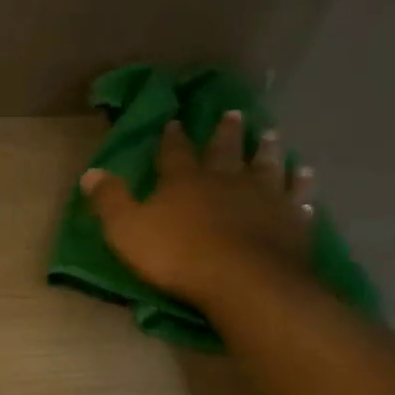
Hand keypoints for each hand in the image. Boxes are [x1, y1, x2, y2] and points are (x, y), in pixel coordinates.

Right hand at [80, 111, 316, 304]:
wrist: (243, 280)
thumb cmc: (177, 256)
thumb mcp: (127, 230)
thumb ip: (110, 201)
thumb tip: (90, 172)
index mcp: (185, 181)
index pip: (175, 153)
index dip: (173, 138)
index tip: (176, 121)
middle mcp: (227, 180)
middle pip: (227, 150)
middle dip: (227, 132)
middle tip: (234, 113)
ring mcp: (264, 198)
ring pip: (267, 166)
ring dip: (269, 150)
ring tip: (273, 135)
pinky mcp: (291, 221)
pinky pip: (297, 198)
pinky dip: (301, 187)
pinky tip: (304, 178)